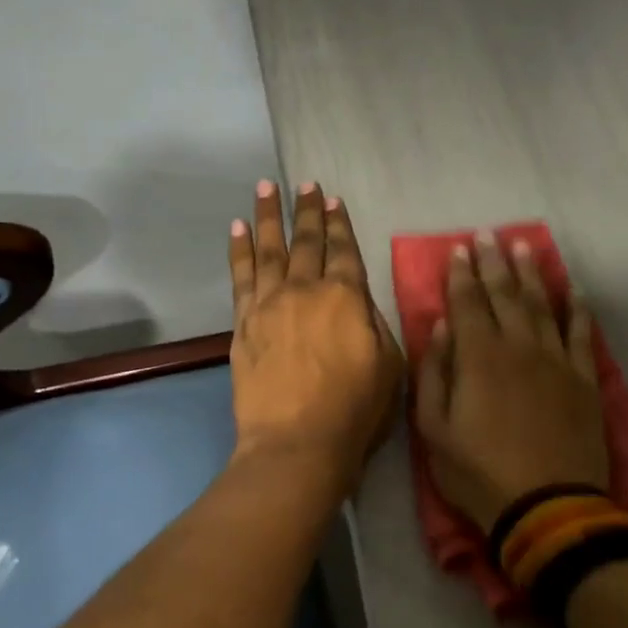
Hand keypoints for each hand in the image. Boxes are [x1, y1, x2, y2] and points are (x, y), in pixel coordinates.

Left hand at [229, 180, 402, 492]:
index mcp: (347, 298)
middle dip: (307, 211)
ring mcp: (269, 304)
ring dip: (269, 216)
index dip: (339, 224)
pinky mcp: (243, 324)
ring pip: (269, 249)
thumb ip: (375, 324)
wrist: (296, 443)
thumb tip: (360, 301)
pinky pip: (240, 277)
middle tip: (304, 184)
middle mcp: (306, 290)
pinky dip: (240, 250)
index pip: (344, 251)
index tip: (333, 200)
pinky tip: (238, 229)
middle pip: (306, 242)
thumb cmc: (354, 412)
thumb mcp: (389, 367)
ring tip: (266, 187)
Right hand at [414, 231, 610, 531]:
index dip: (461, 274)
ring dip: (532, 274)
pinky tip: (573, 290)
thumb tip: (439, 327)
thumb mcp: (433, 431)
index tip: (458, 249)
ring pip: (543, 305)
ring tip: (524, 246)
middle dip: (493, 262)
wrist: (547, 506)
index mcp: (478, 358)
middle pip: (505, 295)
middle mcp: (518, 347)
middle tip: (487, 234)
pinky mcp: (584, 380)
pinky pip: (582, 334)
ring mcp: (556, 361)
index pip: (467, 303)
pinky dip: (577, 309)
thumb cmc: (478, 473)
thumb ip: (434, 374)